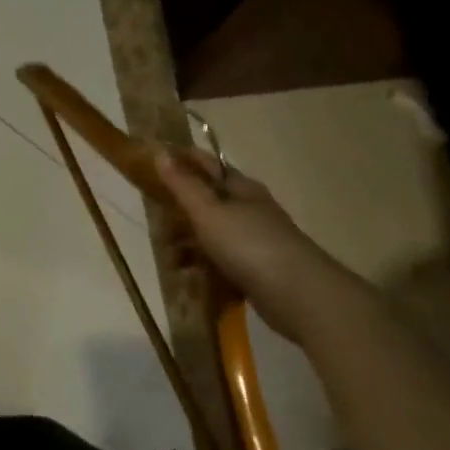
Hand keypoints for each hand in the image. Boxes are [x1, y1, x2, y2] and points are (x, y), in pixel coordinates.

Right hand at [154, 146, 372, 344]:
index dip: (180, 162)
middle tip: (156, 225)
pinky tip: (190, 279)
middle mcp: (249, 209)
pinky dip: (204, 267)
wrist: (300, 297)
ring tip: (171, 260)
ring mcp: (255, 241)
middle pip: (207, 201)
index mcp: (241, 188)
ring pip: (213, 233)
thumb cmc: (249, 245)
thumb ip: (183, 184)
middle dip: (179, 212)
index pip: (206, 164)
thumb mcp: (208, 211)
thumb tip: (161, 152)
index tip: (149, 169)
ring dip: (189, 244)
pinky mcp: (257, 270)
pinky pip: (222, 261)